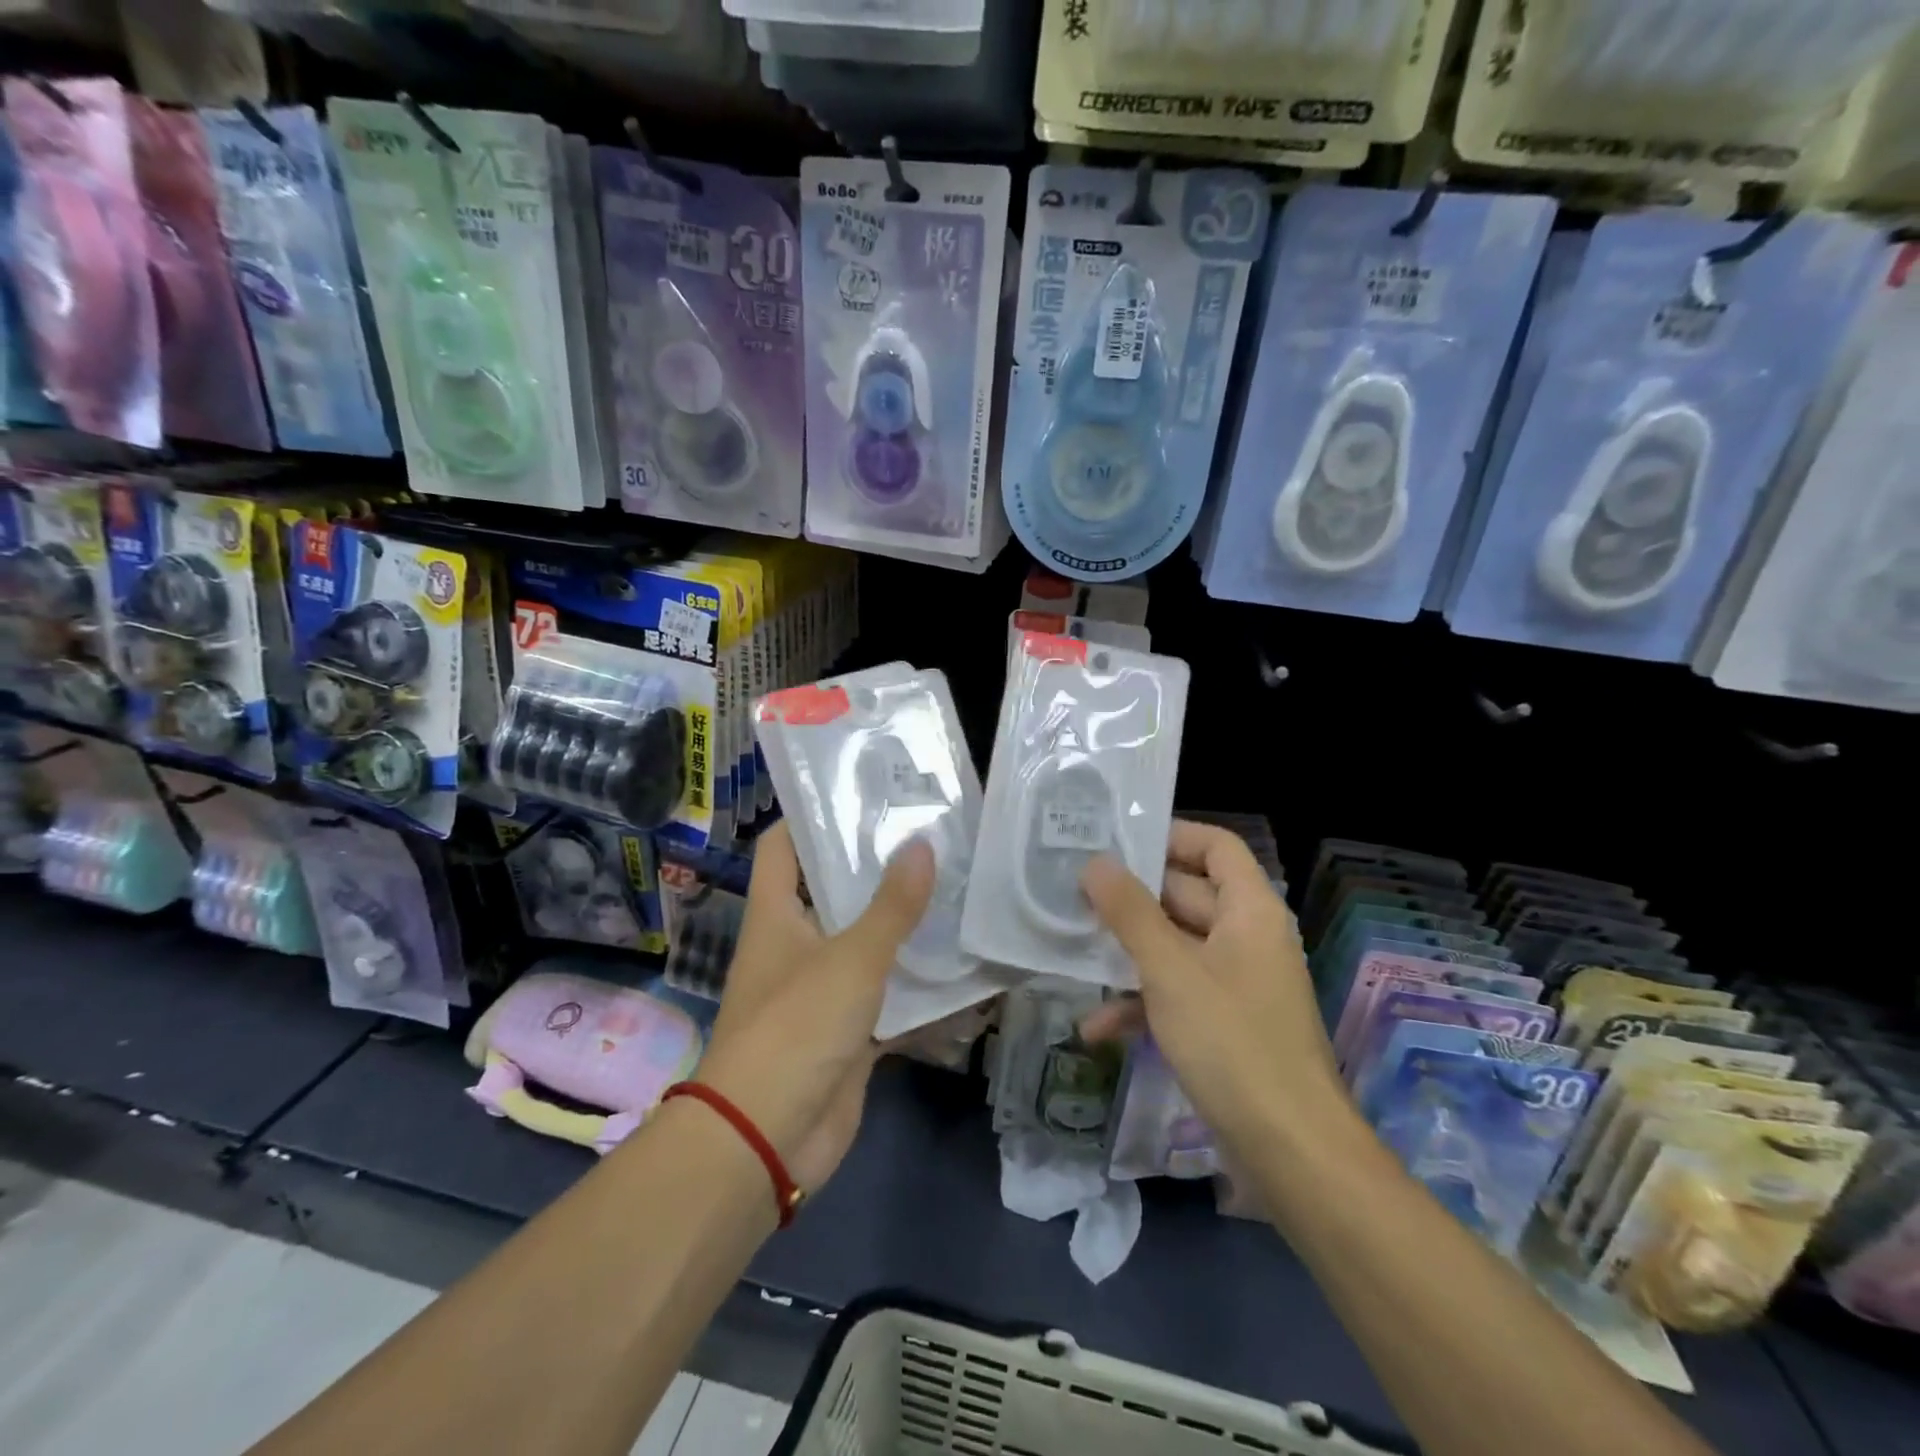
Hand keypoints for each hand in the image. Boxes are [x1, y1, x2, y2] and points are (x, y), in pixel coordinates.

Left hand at [696, 822, 934, 1193]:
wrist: (768, 1141)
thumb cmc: (796, 1028)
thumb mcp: (851, 959)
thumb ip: (891, 906)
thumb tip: (922, 844)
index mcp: (776, 914)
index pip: (783, 846)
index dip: (812, 815)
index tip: (862, 792)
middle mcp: (795, 945)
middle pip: (833, 892)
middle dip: (877, 869)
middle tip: (932, 838)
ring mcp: (822, 990)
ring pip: (867, 945)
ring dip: (904, 927)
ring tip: (957, 890)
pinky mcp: (848, 1032)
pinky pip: (889, 999)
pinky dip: (920, 990)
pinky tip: (964, 970)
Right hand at [1078, 820, 1346, 1147]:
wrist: (1291, 1153)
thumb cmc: (1232, 1043)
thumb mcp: (1170, 970)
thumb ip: (1130, 912)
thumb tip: (1095, 862)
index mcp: (1250, 911)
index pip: (1216, 846)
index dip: (1171, 836)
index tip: (1116, 842)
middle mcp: (1247, 938)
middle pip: (1187, 895)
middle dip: (1131, 898)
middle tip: (1074, 891)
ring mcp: (1235, 984)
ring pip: (1175, 947)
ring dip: (1128, 952)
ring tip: (1073, 949)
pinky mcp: (1223, 1025)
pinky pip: (1177, 994)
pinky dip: (1140, 1003)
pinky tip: (1095, 1026)